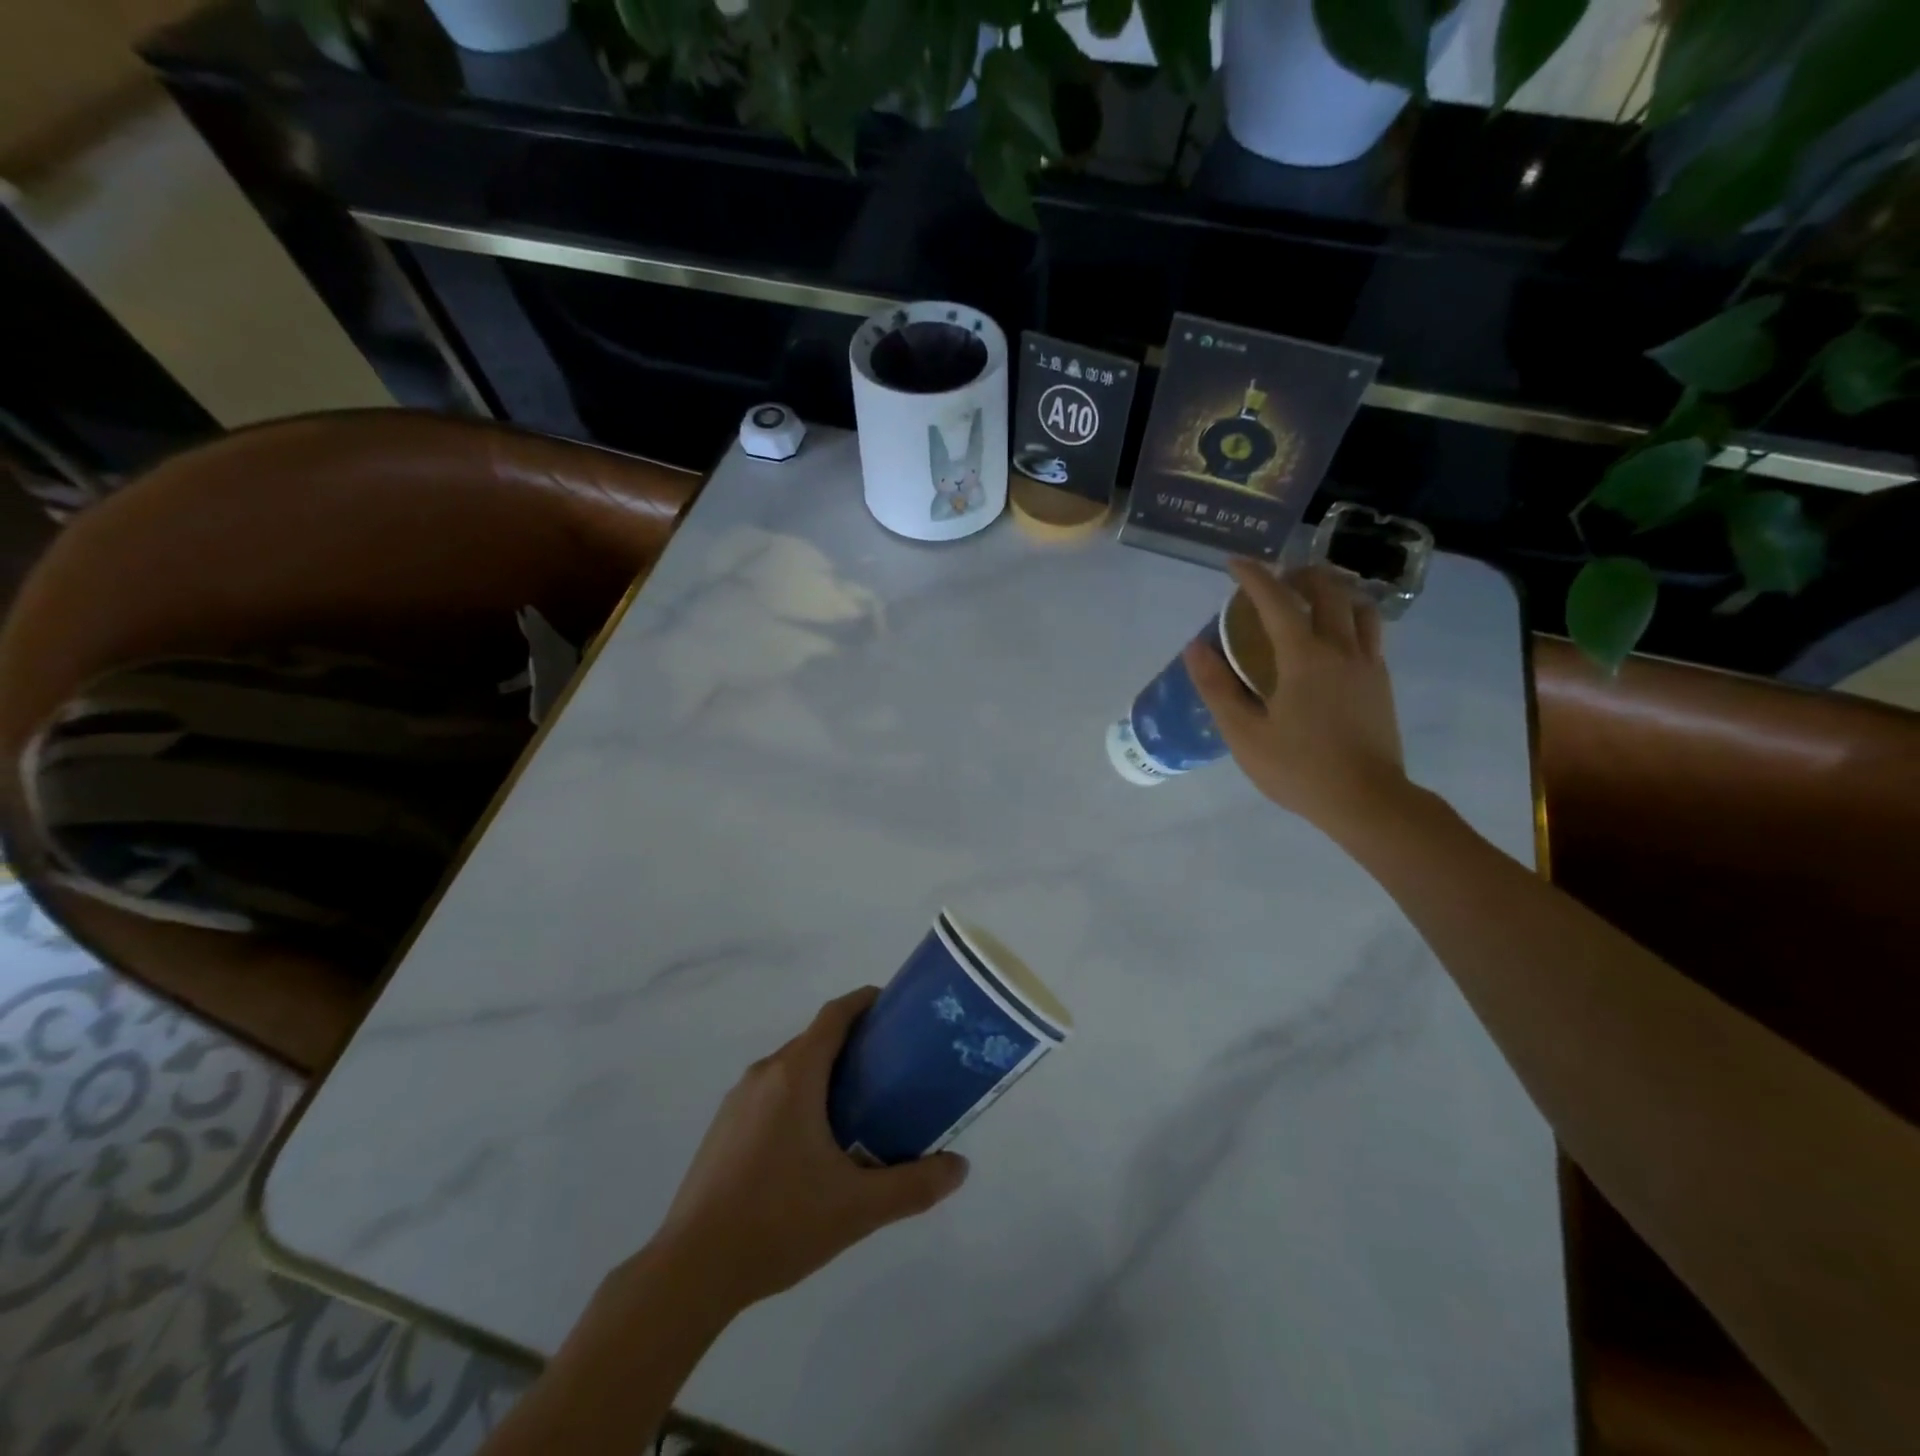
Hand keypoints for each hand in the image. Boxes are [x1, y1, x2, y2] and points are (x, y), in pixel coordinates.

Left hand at [648, 988, 969, 1316]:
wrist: (691, 1270)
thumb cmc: (778, 1222)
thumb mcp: (857, 1208)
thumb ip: (914, 1185)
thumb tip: (960, 1168)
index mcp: (795, 1075)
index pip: (835, 1015)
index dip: (865, 1001)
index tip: (896, 1008)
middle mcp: (764, 1074)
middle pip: (815, 1040)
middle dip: (854, 1044)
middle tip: (892, 1069)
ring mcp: (737, 1101)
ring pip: (791, 1068)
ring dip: (825, 1074)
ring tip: (860, 1107)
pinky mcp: (722, 1129)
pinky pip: (770, 1093)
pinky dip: (799, 1097)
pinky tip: (814, 1146)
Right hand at [1184, 560, 1408, 835]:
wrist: (1368, 800)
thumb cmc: (1299, 768)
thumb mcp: (1244, 733)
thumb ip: (1218, 687)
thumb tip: (1196, 648)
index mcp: (1304, 656)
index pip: (1276, 600)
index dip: (1253, 576)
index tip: (1235, 563)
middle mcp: (1341, 648)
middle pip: (1328, 589)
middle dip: (1299, 574)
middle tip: (1275, 580)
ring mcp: (1368, 664)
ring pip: (1359, 606)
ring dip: (1334, 591)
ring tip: (1311, 600)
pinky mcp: (1381, 683)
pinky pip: (1370, 633)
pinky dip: (1350, 618)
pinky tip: (1334, 639)